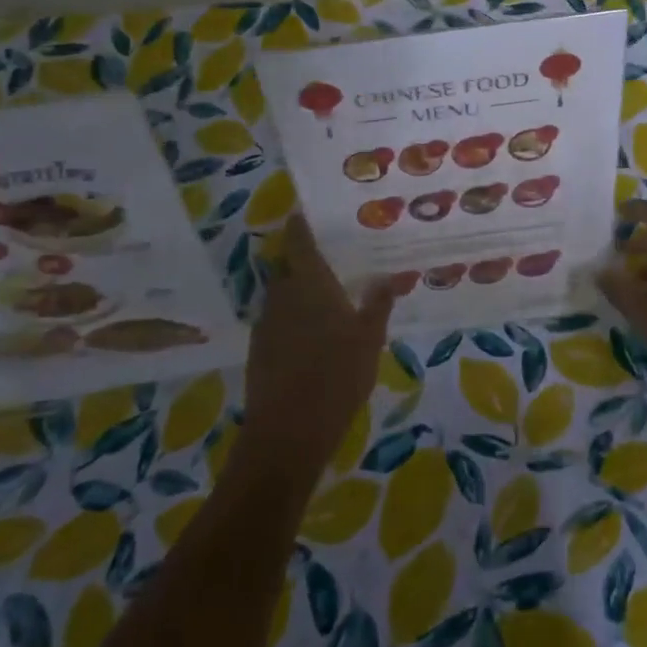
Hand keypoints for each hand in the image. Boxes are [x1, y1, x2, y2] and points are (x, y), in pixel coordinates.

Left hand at [237, 216, 394, 480]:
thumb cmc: (336, 377)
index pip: (299, 243)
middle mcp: (282, 296)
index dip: (300, 226)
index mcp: (310, 285)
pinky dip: (291, 319)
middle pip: (288, 268)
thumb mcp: (369, 340)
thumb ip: (378, 304)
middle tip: (329, 261)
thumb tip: (387, 276)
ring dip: (297, 292)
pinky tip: (310, 336)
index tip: (304, 214)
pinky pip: (277, 321)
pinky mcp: (258, 350)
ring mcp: (266, 324)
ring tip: (323, 299)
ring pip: (281, 295)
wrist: (288, 433)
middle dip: (303, 262)